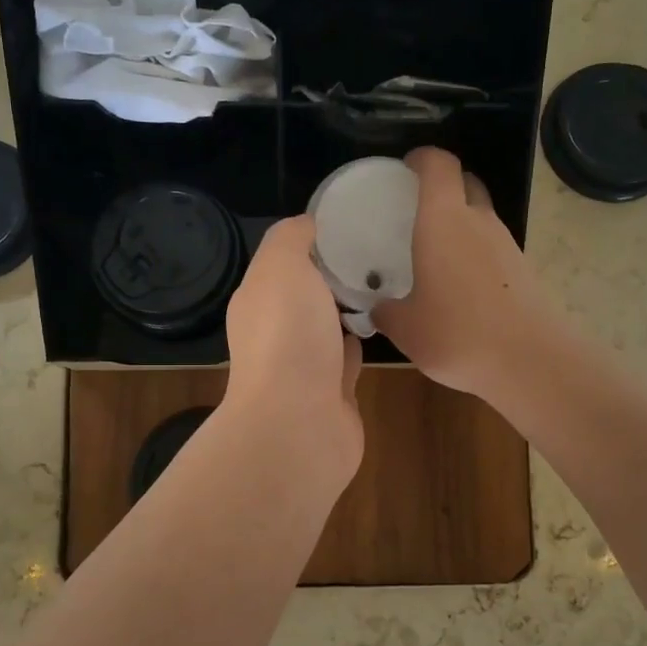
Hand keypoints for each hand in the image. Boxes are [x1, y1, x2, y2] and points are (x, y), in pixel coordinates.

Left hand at [223, 215, 363, 487]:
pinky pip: (348, 359)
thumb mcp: (282, 267)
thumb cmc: (288, 337)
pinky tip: (382, 326)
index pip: (286, 258)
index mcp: (260, 298)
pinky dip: (359, 344)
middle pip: (308, 292)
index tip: (355, 220)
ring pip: (329, 327)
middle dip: (336, 273)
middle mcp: (278, 331)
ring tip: (387, 281)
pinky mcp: (333, 393)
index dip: (316, 238)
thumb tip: (310, 223)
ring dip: (349, 309)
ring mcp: (305, 366)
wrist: (299, 425)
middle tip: (381, 248)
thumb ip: (292, 238)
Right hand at [372, 147, 553, 401]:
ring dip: (460, 222)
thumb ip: (386, 311)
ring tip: (434, 251)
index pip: (439, 165)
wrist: (528, 360)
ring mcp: (506, 244)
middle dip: (444, 186)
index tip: (405, 167)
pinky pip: (492, 247)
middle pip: (466, 183)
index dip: (422, 158)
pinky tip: (459, 284)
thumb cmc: (456, 333)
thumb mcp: (405, 327)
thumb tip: (378, 307)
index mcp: (444, 220)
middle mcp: (479, 221)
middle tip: (417, 209)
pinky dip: (474, 252)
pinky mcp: (522, 270)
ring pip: (481, 216)